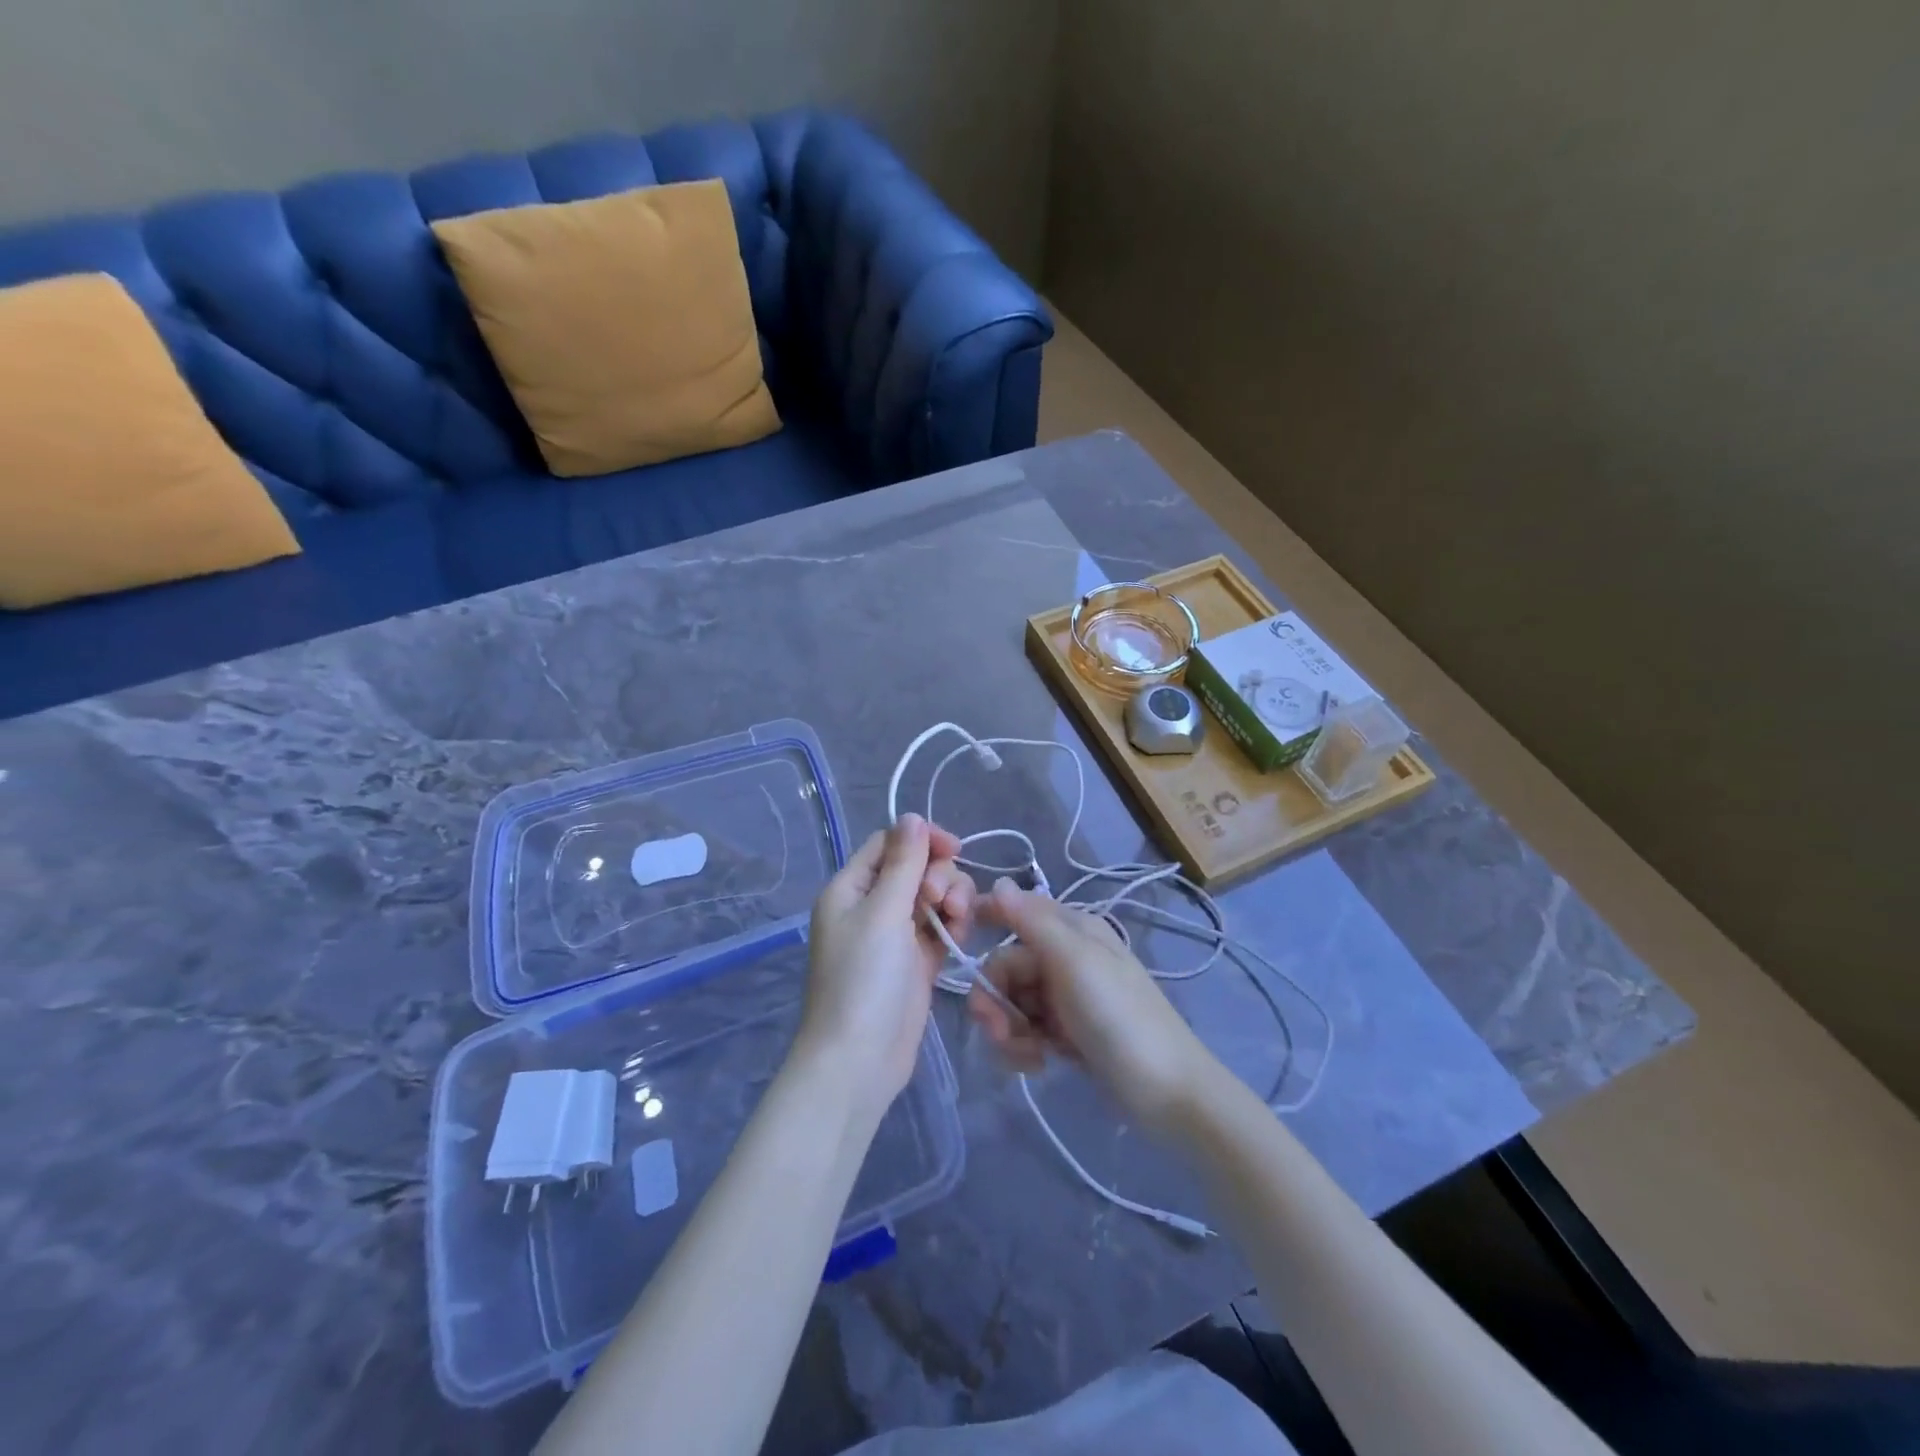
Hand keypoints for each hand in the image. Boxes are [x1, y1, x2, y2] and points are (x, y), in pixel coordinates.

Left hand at [800, 815, 973, 1112]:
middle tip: (943, 902)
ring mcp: (894, 935)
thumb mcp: (882, 913)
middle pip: (916, 868)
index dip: (922, 840)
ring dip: (951, 899)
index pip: (890, 844)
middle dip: (939, 876)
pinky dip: (952, 926)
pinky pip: (939, 928)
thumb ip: (902, 863)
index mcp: (851, 888)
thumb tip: (911, 816)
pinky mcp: (916, 962)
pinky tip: (959, 936)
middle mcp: (871, 906)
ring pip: (932, 897)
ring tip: (957, 920)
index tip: (954, 849)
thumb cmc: (863, 980)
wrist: (858, 1061)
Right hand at [968, 879, 1213, 1134]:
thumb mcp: (1075, 962)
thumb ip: (1032, 921)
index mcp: (1072, 930)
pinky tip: (1037, 1064)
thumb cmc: (1119, 1018)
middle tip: (998, 1030)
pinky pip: (1027, 1028)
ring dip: (1008, 1027)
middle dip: (995, 996)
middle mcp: (1067, 957)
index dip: (986, 919)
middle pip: (1007, 964)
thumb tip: (998, 882)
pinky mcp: (1068, 1033)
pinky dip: (1023, 1045)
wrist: (1168, 1094)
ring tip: (1025, 1055)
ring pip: (1013, 1000)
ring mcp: (1067, 997)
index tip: (957, 939)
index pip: (1016, 910)